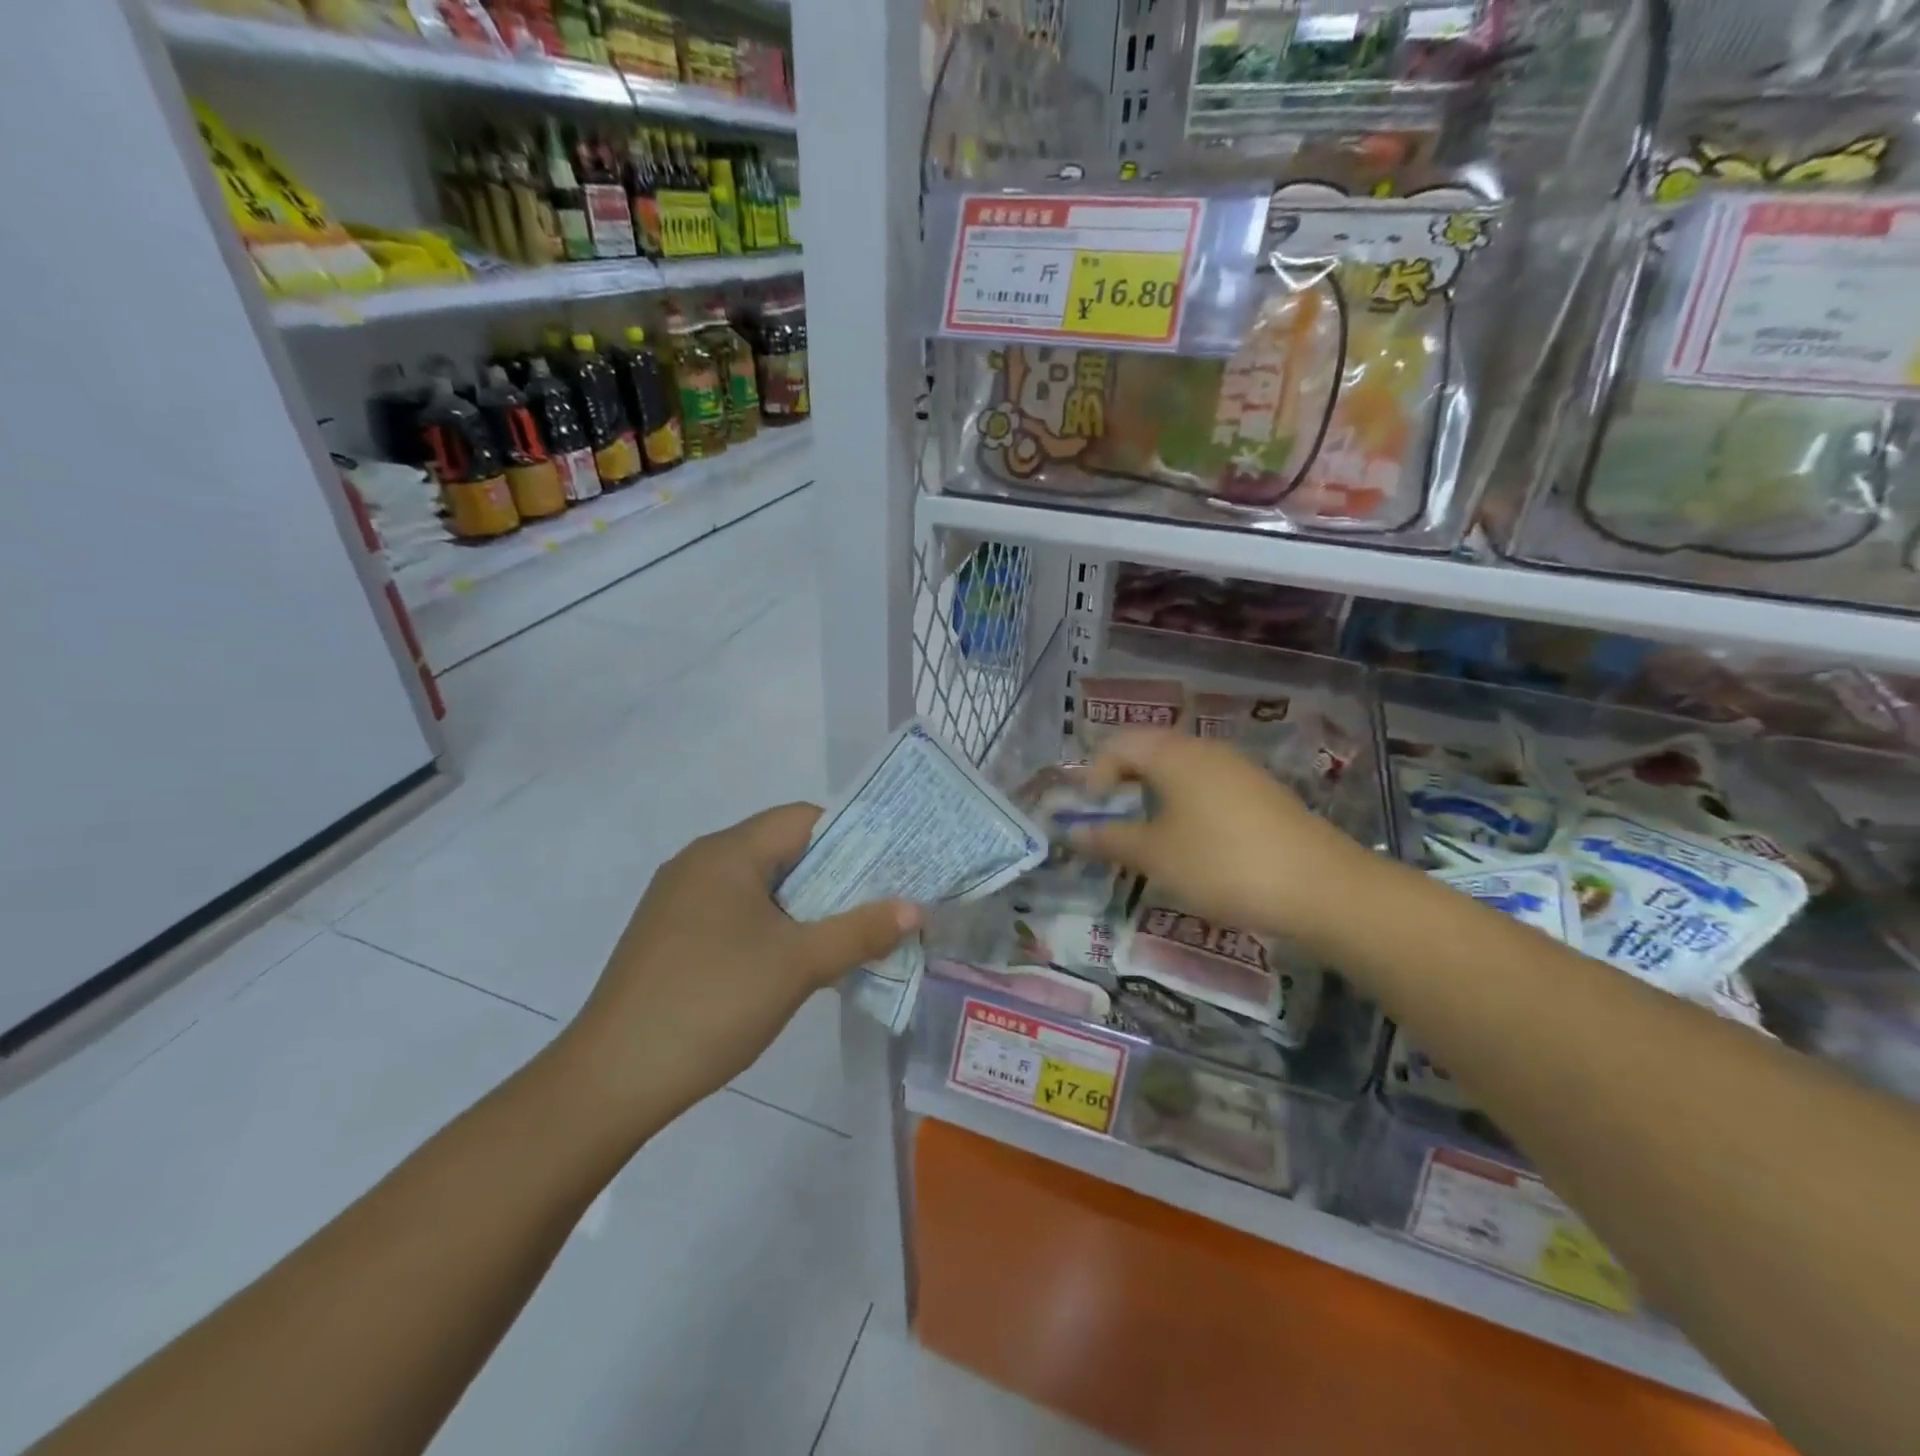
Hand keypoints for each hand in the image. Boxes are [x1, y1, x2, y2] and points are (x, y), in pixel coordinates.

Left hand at [558, 804, 920, 1134]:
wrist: (613, 1079)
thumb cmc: (713, 1002)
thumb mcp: (798, 965)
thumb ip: (859, 932)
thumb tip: (915, 908)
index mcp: (727, 852)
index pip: (803, 820)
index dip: (852, 836)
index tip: (890, 867)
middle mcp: (699, 863)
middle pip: (781, 851)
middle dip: (834, 876)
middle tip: (879, 904)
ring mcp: (678, 901)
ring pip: (759, 886)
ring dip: (804, 906)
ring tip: (846, 935)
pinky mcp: (669, 937)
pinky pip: (734, 913)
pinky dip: (771, 926)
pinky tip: (792, 962)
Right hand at [1072, 730, 1362, 939]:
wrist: (1321, 888)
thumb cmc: (1222, 864)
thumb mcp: (1156, 856)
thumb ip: (1110, 839)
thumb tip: (1072, 831)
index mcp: (1173, 754)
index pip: (1118, 743)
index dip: (1094, 774)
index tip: (1090, 814)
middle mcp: (1205, 750)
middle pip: (1149, 751)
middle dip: (1122, 783)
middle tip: (1110, 822)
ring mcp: (1238, 770)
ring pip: (1179, 770)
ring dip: (1152, 796)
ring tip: (1145, 836)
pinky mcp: (1260, 794)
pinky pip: (1206, 787)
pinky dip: (1184, 806)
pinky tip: (1190, 843)